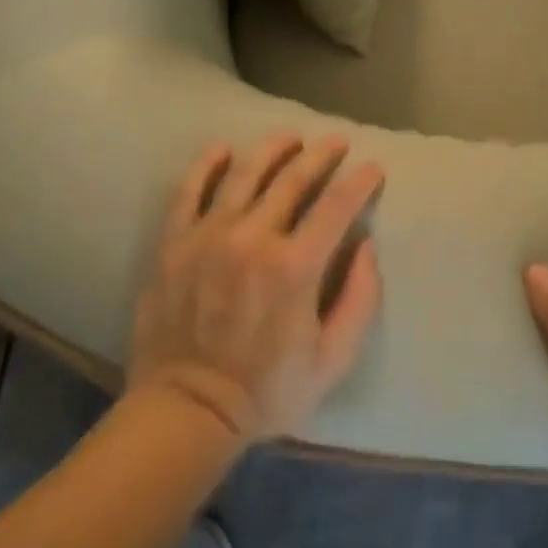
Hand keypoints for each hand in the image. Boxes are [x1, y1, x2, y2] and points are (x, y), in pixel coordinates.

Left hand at [128, 133, 383, 446]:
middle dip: (322, 155)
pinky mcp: (174, 243)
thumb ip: (360, 299)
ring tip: (290, 137)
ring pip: (245, 174)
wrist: (186, 410)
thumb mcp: (333, 359)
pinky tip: (223, 149)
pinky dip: (207, 165)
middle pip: (294, 179)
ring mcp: (209, 236)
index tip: (373, 168)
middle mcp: (253, 238)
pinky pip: (189, 191)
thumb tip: (365, 245)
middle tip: (337, 141)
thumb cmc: (268, 390)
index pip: (337, 206)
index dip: (360, 182)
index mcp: (295, 267)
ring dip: (273, 149)